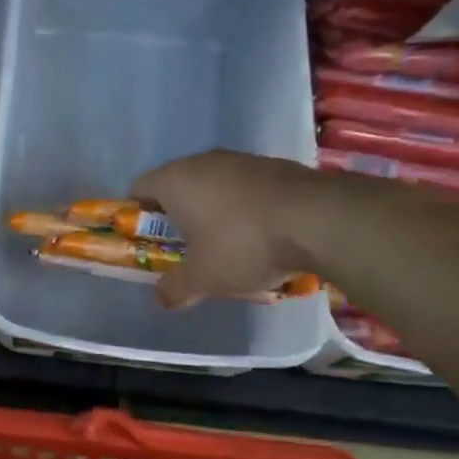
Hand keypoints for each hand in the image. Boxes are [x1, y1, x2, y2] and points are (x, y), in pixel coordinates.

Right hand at [132, 151, 320, 308]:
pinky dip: (243, 209)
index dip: (138, 216)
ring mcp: (241, 160)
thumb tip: (162, 298)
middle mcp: (203, 162)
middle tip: (187, 250)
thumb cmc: (244, 245)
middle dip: (177, 218)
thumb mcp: (203, 278)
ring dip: (212, 213)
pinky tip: (261, 236)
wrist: (320, 220)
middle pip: (176, 187)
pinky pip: (243, 188)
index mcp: (175, 180)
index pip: (138, 188)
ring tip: (228, 247)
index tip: (151, 242)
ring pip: (212, 187)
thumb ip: (175, 289)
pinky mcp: (274, 166)